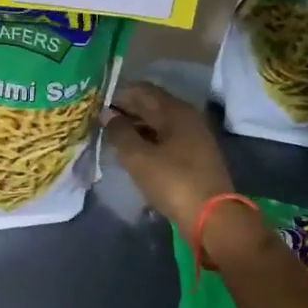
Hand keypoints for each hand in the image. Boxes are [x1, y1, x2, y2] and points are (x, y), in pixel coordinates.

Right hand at [103, 81, 237, 235]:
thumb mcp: (138, 157)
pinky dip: (147, 141)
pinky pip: (165, 139)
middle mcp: (187, 118)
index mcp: (175, 111)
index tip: (95, 105)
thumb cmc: (173, 182)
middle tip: (98, 122)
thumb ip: (119, 132)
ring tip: (111, 138)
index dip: (117, 94)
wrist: (213, 217)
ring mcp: (193, 137)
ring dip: (135, 127)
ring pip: (158, 123)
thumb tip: (107, 114)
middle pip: (151, 105)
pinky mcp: (195, 156)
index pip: (141, 90)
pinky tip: (132, 153)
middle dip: (125, 111)